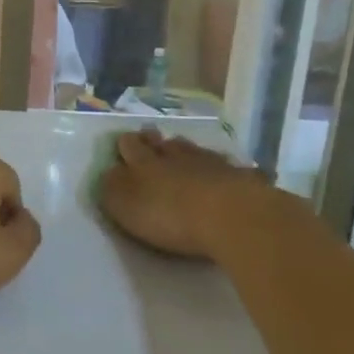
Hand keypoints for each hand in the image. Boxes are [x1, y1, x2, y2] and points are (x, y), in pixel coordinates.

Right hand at [97, 129, 293, 262]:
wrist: (232, 217)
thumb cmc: (169, 214)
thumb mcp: (125, 205)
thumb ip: (112, 188)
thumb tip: (110, 172)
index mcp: (143, 163)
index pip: (130, 146)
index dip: (126, 143)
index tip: (124, 140)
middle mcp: (176, 157)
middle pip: (163, 144)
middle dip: (154, 140)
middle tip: (150, 136)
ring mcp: (211, 165)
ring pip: (195, 151)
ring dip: (186, 150)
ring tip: (182, 148)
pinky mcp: (242, 179)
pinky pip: (229, 168)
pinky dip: (223, 169)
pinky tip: (225, 171)